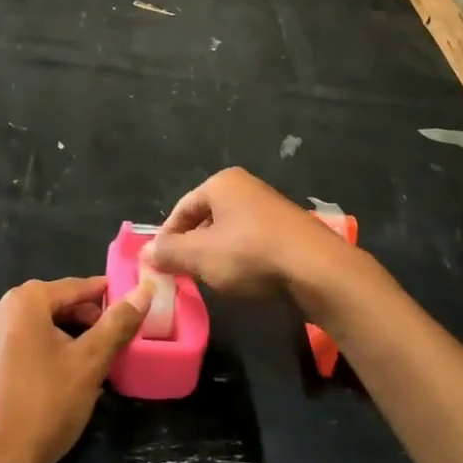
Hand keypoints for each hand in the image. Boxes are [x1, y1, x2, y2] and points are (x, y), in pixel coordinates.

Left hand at [0, 275, 150, 462]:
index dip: (107, 295)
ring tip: (95, 361)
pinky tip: (63, 377)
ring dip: (67, 337)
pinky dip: (45, 351)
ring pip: (37, 326)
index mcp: (23, 301)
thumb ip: (117, 324)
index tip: (134, 306)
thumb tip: (143, 291)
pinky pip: (20, 344)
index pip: (75, 286)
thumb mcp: (89, 363)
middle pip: (54, 304)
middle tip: (117, 339)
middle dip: (87, 319)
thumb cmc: (44, 406)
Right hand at [143, 168, 350, 298]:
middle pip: (206, 218)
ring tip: (210, 280)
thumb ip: (169, 253)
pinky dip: (241, 259)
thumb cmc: (251, 254)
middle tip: (182, 273)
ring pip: (229, 232)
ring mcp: (270, 208)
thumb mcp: (200, 256)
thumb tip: (144, 254)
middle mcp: (246, 188)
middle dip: (192, 246)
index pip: (182, 208)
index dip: (166, 237)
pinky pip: (253, 242)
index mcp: (222, 183)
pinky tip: (242, 280)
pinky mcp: (289, 231)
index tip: (159, 264)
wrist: (318, 270)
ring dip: (216, 254)